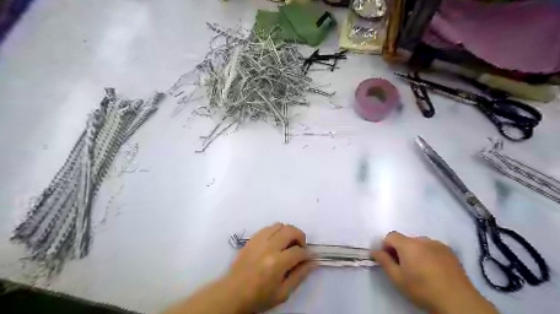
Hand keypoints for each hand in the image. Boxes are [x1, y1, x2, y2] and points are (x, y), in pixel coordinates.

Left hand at [165, 222, 316, 313]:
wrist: (233, 293)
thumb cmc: (259, 297)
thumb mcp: (283, 293)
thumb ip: (299, 276)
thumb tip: (313, 262)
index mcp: (277, 263)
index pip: (299, 251)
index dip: (307, 254)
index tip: (307, 258)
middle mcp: (269, 247)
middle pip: (290, 230)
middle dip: (300, 236)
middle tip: (300, 247)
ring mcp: (259, 240)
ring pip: (279, 225)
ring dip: (287, 232)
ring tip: (287, 243)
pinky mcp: (252, 238)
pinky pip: (268, 227)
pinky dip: (276, 231)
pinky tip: (275, 242)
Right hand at [370, 231, 498, 313]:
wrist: (457, 300)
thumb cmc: (422, 288)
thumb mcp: (397, 278)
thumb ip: (384, 261)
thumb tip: (374, 251)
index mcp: (408, 244)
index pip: (391, 236)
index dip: (386, 246)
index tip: (390, 260)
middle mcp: (422, 239)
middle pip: (405, 240)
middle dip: (401, 250)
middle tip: (405, 268)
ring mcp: (437, 244)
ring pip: (419, 243)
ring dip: (415, 252)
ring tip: (421, 269)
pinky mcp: (449, 251)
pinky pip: (432, 247)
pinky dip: (428, 254)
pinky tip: (434, 269)